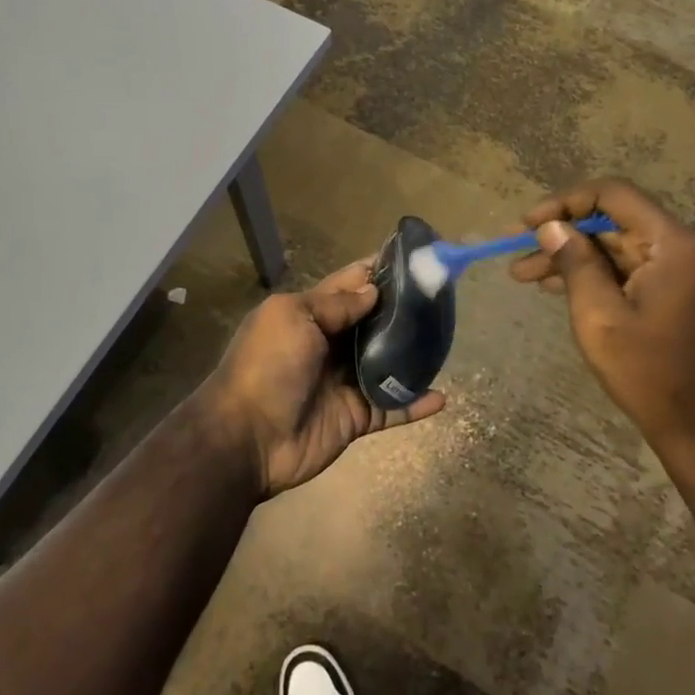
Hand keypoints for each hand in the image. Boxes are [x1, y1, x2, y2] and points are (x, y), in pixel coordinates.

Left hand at [198, 259, 446, 497]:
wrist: (246, 437)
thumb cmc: (267, 366)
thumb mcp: (293, 318)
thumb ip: (335, 304)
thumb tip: (372, 290)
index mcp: (309, 315)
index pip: (349, 285)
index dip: (377, 271)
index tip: (413, 257)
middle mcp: (330, 345)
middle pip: (374, 323)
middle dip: (403, 310)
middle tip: (442, 296)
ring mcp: (344, 383)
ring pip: (387, 364)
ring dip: (414, 354)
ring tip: (447, 338)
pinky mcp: (355, 417)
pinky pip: (392, 408)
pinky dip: (415, 403)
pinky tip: (442, 396)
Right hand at [509, 179, 694, 448]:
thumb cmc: (653, 375)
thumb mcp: (600, 317)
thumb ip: (575, 263)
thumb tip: (551, 227)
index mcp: (678, 244)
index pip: (614, 195)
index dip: (564, 203)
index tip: (527, 225)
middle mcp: (694, 246)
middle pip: (617, 223)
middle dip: (564, 238)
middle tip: (518, 256)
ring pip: (624, 249)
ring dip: (578, 259)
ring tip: (527, 276)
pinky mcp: (693, 292)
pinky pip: (639, 270)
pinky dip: (603, 275)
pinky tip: (563, 288)